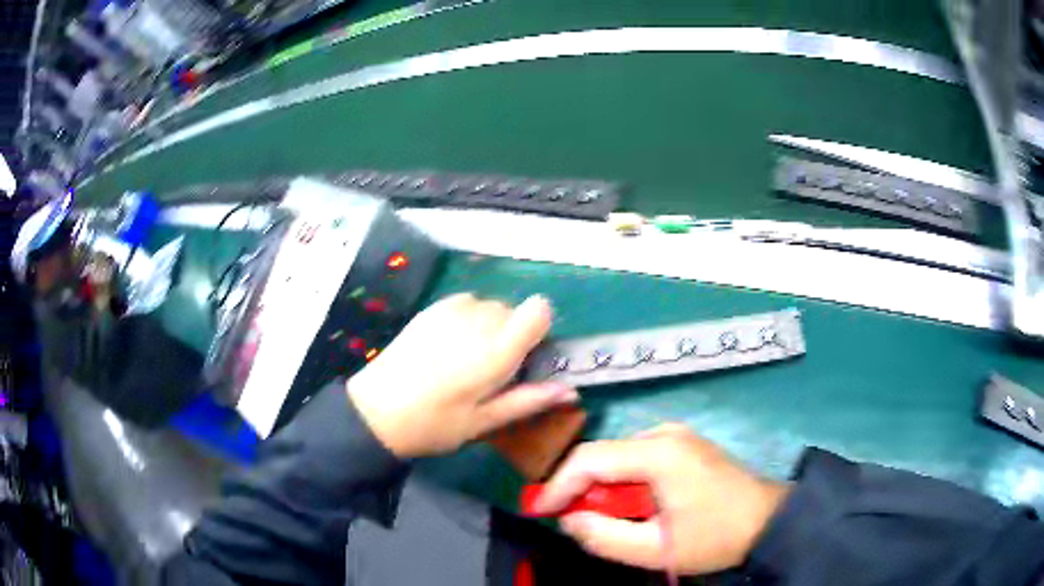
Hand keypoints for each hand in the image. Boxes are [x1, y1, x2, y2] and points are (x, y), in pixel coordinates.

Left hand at [347, 293, 577, 458]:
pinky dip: (469, 318)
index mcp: (496, 352)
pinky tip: (450, 344)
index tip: (527, 355)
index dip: (539, 329)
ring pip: (491, 306)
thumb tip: (570, 390)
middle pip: (514, 311)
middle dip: (512, 335)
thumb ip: (529, 400)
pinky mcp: (433, 309)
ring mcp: (452, 311)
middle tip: (492, 370)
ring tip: (467, 358)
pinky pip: (467, 302)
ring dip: (490, 326)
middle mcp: (478, 321)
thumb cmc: (435, 424)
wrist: (376, 410)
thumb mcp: (484, 422)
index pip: (539, 311)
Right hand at [532, 424, 790, 574]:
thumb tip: (570, 519)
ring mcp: (676, 435)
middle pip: (603, 456)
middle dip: (582, 491)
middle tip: (575, 523)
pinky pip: (637, 460)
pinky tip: (635, 508)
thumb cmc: (715, 536)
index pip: (589, 459)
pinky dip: (624, 484)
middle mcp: (664, 433)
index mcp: (659, 453)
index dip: (558, 485)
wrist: (769, 520)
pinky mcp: (683, 444)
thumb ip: (603, 537)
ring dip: (604, 490)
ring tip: (611, 521)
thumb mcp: (656, 549)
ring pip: (618, 459)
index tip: (540, 511)